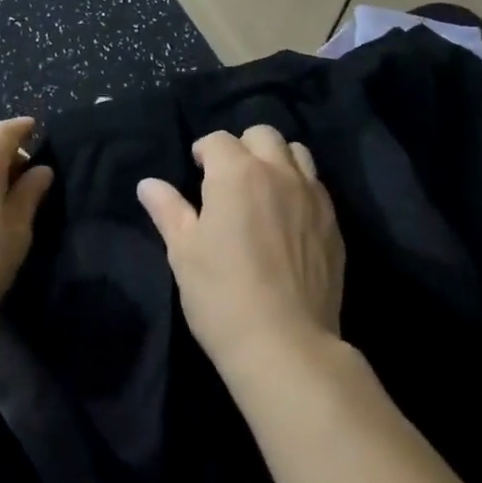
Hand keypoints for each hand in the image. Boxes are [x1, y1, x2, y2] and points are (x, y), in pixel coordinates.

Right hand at [137, 126, 344, 377]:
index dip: (203, 152)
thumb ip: (168, 210)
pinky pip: (317, 186)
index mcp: (237, 172)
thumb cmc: (223, 295)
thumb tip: (148, 184)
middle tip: (230, 178)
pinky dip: (301, 187)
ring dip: (277, 160)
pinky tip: (290, 217)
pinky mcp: (334, 224)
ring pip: (296, 152)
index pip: (217, 140)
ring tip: (265, 190)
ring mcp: (312, 196)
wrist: (287, 347)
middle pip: (262, 135)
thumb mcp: (184, 252)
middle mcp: (277, 172)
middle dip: (243, 147)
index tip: (197, 172)